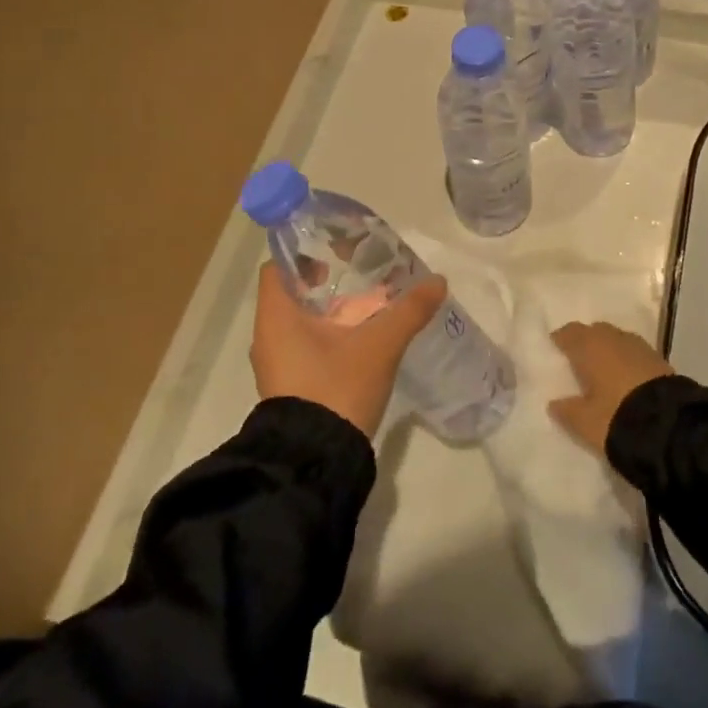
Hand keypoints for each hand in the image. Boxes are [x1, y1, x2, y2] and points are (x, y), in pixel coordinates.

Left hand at [250, 262, 448, 439]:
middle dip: (327, 279)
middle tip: (362, 269)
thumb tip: (438, 281)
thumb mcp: (379, 345)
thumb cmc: (337, 388)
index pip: (278, 268)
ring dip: (331, 309)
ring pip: (302, 322)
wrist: (317, 460)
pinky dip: (330, 334)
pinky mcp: (292, 385)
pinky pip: (306, 345)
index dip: (303, 252)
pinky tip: (362, 336)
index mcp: (276, 317)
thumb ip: (408, 311)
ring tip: (369, 300)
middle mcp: (269, 337)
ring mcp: (278, 364)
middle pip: (293, 293)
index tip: (335, 247)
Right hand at [547, 321, 675, 455]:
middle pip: (596, 332)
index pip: (571, 332)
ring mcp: (640, 347)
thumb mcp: (584, 422)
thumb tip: (554, 403)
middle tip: (579, 359)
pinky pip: (635, 353)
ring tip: (603, 369)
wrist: (669, 425)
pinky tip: (626, 377)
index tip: (555, 348)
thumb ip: (567, 411)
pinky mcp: (660, 360)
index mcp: (590, 347)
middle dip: (587, 341)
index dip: (562, 339)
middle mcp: (614, 339)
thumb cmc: (615, 416)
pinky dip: (627, 360)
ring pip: (617, 340)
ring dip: (609, 349)